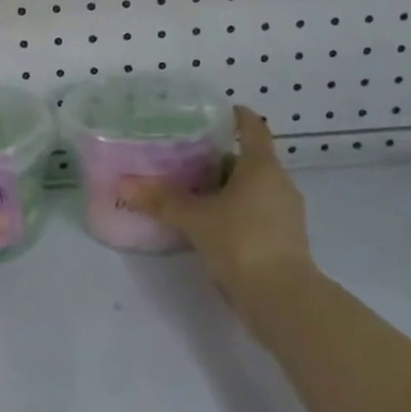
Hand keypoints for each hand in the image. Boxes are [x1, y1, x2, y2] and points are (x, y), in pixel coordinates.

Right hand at [121, 106, 312, 313]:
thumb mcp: (196, 219)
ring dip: (228, 187)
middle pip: (250, 159)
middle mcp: (279, 183)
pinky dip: (236, 210)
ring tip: (193, 191)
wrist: (283, 299)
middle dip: (220, 157)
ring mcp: (286, 212)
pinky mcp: (285, 238)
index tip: (217, 112)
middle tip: (187, 157)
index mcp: (262, 167)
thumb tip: (124, 186)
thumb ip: (162, 201)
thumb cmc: (242, 243)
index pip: (253, 128)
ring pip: (254, 188)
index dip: (237, 116)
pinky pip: (257, 211)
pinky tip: (211, 223)